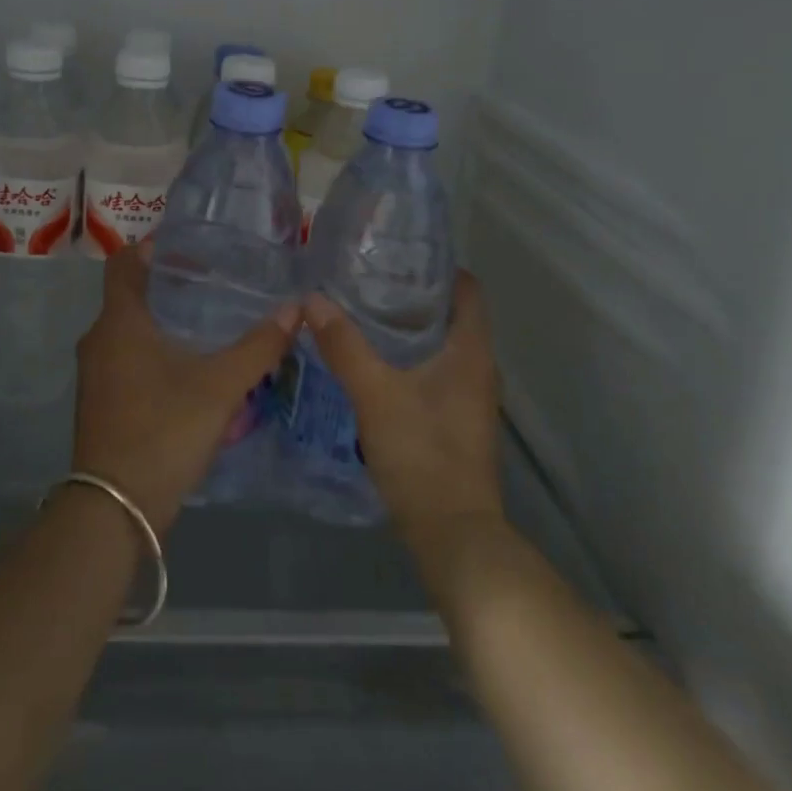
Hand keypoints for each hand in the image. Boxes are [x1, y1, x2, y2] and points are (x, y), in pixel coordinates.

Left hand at [73, 240, 299, 535]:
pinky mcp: (102, 402)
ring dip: (163, 321)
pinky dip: (154, 351)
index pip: (124, 262)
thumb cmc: (163, 430)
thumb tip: (296, 308)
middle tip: (213, 283)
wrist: (115, 509)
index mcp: (119, 322)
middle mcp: (99, 340)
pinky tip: (191, 367)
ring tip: (208, 322)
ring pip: (129, 330)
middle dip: (169, 285)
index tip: (190, 249)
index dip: (152, 248)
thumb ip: (258, 347)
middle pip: (130, 295)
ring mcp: (96, 374)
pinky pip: (127, 359)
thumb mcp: (220, 387)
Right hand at [303, 272, 504, 553]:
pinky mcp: (457, 421)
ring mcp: (470, 397)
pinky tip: (374, 361)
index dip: (438, 267)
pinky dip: (410, 357)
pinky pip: (436, 371)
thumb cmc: (422, 453)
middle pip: (452, 314)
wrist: (453, 536)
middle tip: (368, 280)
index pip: (467, 289)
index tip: (397, 255)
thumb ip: (344, 345)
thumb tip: (312, 299)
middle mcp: (479, 368)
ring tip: (363, 312)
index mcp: (471, 351)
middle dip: (414, 295)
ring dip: (410, 328)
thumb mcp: (375, 393)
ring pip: (442, 345)